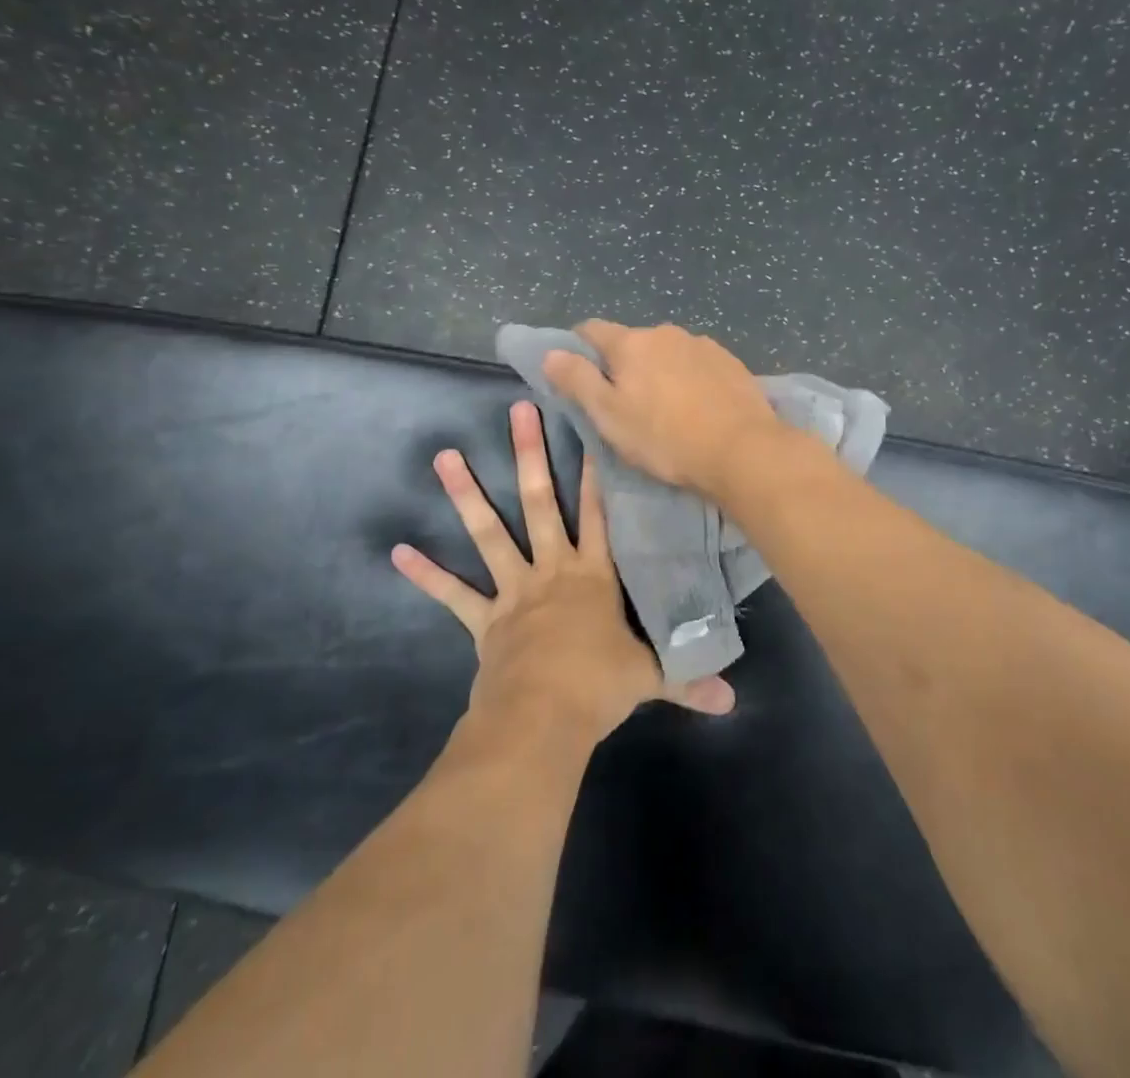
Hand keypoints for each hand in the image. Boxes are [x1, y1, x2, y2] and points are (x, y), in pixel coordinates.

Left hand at [392, 400, 735, 745]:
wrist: (544, 719)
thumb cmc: (599, 687)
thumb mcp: (650, 678)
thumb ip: (688, 681)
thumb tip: (732, 701)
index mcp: (594, 575)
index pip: (600, 513)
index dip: (596, 471)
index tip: (589, 429)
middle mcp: (553, 570)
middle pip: (540, 503)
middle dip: (530, 455)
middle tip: (518, 410)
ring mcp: (514, 591)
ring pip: (490, 533)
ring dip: (467, 495)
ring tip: (445, 456)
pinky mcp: (484, 619)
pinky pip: (452, 594)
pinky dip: (426, 574)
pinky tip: (396, 551)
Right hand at [539, 320, 785, 497]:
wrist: (742, 450)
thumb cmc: (665, 438)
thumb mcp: (609, 416)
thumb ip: (577, 380)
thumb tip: (550, 352)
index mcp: (631, 343)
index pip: (591, 330)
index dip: (578, 349)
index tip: (578, 375)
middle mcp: (666, 332)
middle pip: (632, 342)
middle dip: (623, 364)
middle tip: (625, 404)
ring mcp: (703, 344)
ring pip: (667, 353)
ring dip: (659, 371)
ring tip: (667, 408)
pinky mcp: (731, 361)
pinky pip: (697, 364)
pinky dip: (689, 378)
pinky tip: (698, 406)